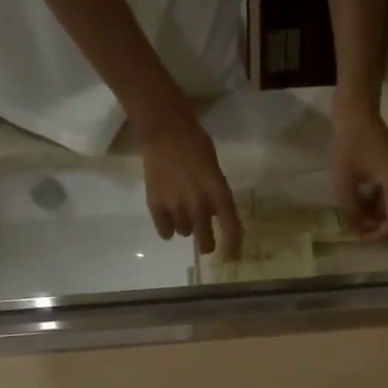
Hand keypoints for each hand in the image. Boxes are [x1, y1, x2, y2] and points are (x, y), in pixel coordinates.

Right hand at [139, 110, 242, 258]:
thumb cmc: (195, 143)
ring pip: (184, 233)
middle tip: (205, 242)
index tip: (231, 258)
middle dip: (207, 244)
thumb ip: (216, 195)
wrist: (163, 129)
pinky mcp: (155, 205)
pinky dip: (167, 228)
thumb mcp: (215, 170)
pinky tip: (168, 216)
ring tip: (182, 209)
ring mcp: (175, 206)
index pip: (231, 228)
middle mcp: (199, 204)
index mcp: (218, 192)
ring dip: (186, 226)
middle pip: (205, 242)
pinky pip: (165, 232)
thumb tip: (213, 217)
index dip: (233, 247)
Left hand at [329, 98, 387, 241]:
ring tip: (356, 219)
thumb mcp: (344, 183)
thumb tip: (359, 230)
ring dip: (378, 218)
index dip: (379, 235)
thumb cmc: (348, 144)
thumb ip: (352, 210)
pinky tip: (360, 204)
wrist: (356, 111)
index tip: (361, 238)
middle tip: (359, 232)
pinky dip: (378, 206)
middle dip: (380, 229)